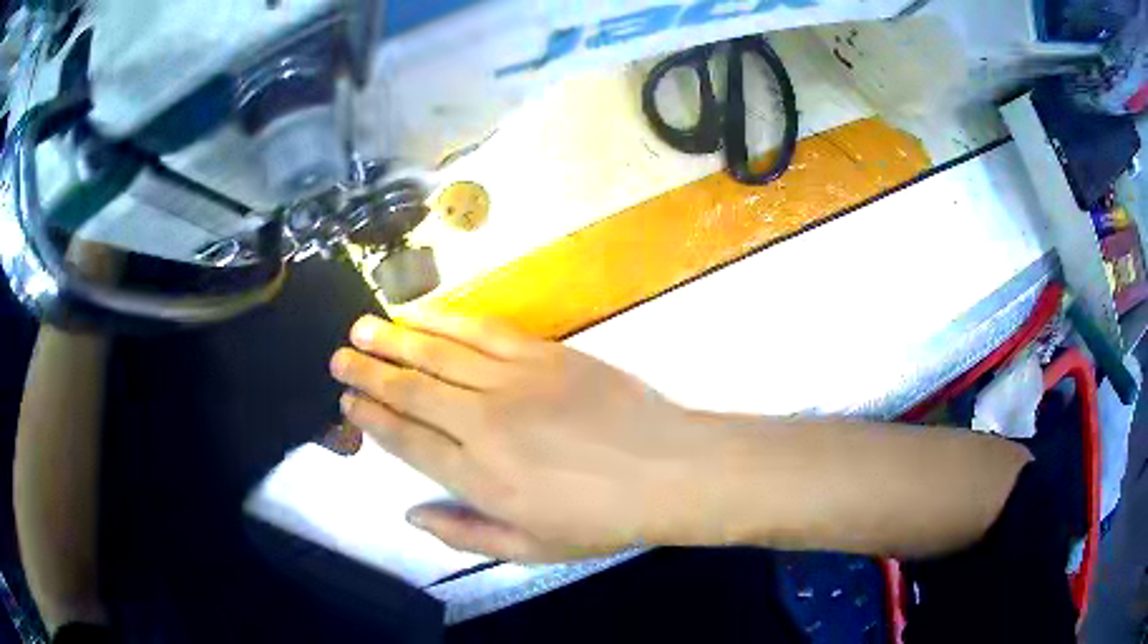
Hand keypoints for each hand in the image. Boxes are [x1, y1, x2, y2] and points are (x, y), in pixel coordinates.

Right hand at [330, 313, 718, 561]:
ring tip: (362, 327)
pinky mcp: (543, 354)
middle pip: (411, 390)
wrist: (669, 472)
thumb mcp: (531, 549)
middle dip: (368, 371)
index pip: (406, 440)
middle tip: (338, 355)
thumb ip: (465, 533)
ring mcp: (513, 382)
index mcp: (478, 478)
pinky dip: (445, 320)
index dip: (372, 417)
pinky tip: (420, 314)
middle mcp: (483, 424)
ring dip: (394, 339)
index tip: (347, 400)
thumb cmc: (601, 519)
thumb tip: (411, 512)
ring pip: (437, 354)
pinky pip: (482, 331)